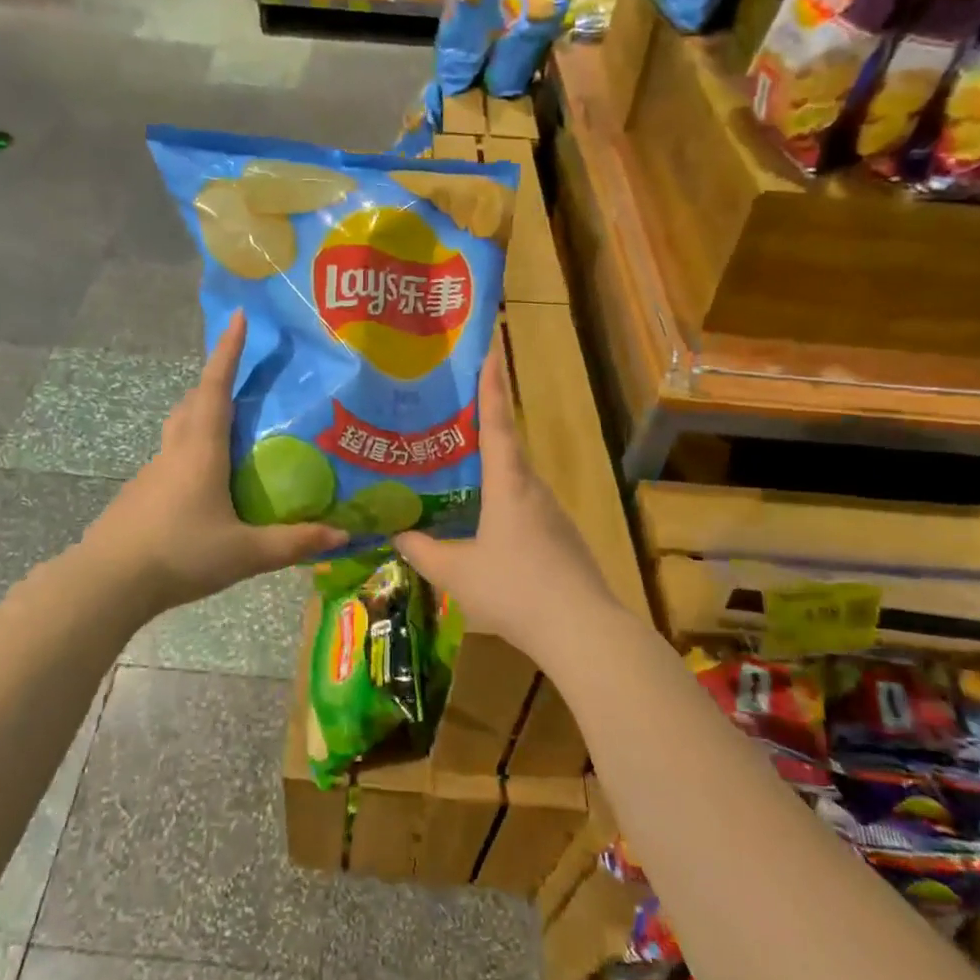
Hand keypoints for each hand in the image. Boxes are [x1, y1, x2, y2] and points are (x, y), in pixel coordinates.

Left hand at [80, 310, 345, 614]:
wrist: (108, 582)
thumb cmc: (180, 554)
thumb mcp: (245, 552)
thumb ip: (293, 543)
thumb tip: (341, 533)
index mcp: (201, 449)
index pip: (215, 387)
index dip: (228, 351)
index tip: (239, 317)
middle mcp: (175, 450)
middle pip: (193, 401)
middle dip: (216, 380)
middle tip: (242, 379)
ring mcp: (152, 472)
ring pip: (179, 429)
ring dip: (201, 416)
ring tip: (231, 430)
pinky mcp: (140, 495)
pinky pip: (171, 458)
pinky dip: (192, 451)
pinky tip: (207, 483)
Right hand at [392, 353, 612, 652]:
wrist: (582, 630)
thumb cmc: (515, 590)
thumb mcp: (456, 572)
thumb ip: (423, 551)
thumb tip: (396, 534)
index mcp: (509, 483)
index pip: (498, 421)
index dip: (492, 384)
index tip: (491, 348)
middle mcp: (533, 488)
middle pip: (507, 445)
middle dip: (484, 422)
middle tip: (451, 410)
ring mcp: (552, 513)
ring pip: (515, 478)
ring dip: (492, 465)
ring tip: (458, 466)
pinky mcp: (561, 537)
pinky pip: (524, 505)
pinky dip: (502, 498)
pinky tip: (484, 520)